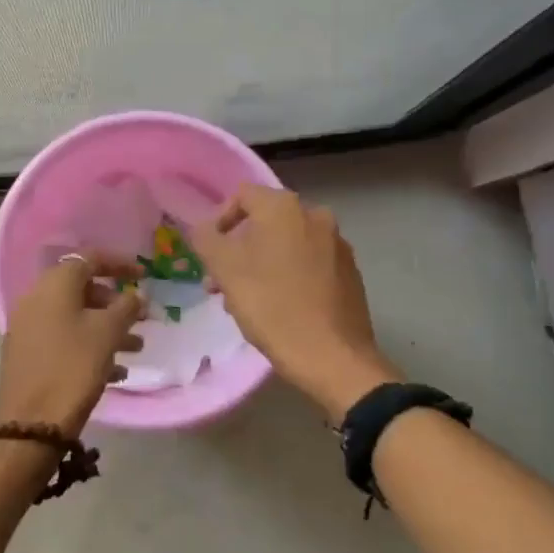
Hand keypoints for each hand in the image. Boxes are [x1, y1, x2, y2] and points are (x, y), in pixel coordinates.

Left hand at [0, 252, 146, 438]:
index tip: (145, 275)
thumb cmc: (73, 368)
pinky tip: (115, 372)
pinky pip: (64, 339)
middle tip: (141, 318)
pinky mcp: (28, 356)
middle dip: (115, 301)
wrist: (29, 426)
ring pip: (75, 317)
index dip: (120, 264)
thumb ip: (127, 307)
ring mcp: (28, 328)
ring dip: (107, 327)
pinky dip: (90, 345)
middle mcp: (36, 300)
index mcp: (54, 285)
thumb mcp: (108, 333)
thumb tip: (135, 295)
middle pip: (81, 288)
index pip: (89, 259)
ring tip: (136, 348)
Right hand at [192, 184, 400, 422]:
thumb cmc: (272, 307)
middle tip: (220, 283)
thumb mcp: (226, 271)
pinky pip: (309, 262)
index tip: (209, 255)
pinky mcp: (350, 271)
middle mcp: (315, 215)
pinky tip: (279, 307)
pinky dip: (289, 275)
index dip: (219, 221)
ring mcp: (337, 244)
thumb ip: (206, 239)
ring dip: (261, 263)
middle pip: (265, 221)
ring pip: (286, 244)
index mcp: (285, 207)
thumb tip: (203, 228)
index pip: (242, 195)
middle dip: (238, 248)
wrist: (334, 357)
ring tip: (246, 300)